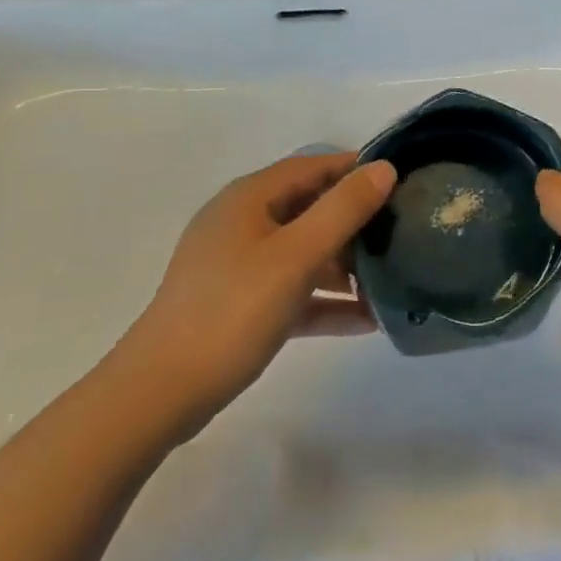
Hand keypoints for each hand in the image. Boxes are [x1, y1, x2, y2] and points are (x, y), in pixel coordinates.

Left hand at [118, 152, 395, 433]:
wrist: (159, 395)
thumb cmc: (232, 311)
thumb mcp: (297, 256)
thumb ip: (343, 210)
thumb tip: (384, 169)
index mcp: (251, 198)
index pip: (314, 166)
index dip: (357, 170)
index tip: (402, 183)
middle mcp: (244, 222)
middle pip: (310, 208)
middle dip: (355, 221)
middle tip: (401, 235)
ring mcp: (239, 265)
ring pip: (303, 251)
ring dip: (344, 266)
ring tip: (392, 281)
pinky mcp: (239, 304)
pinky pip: (292, 290)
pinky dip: (324, 300)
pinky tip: (366, 320)